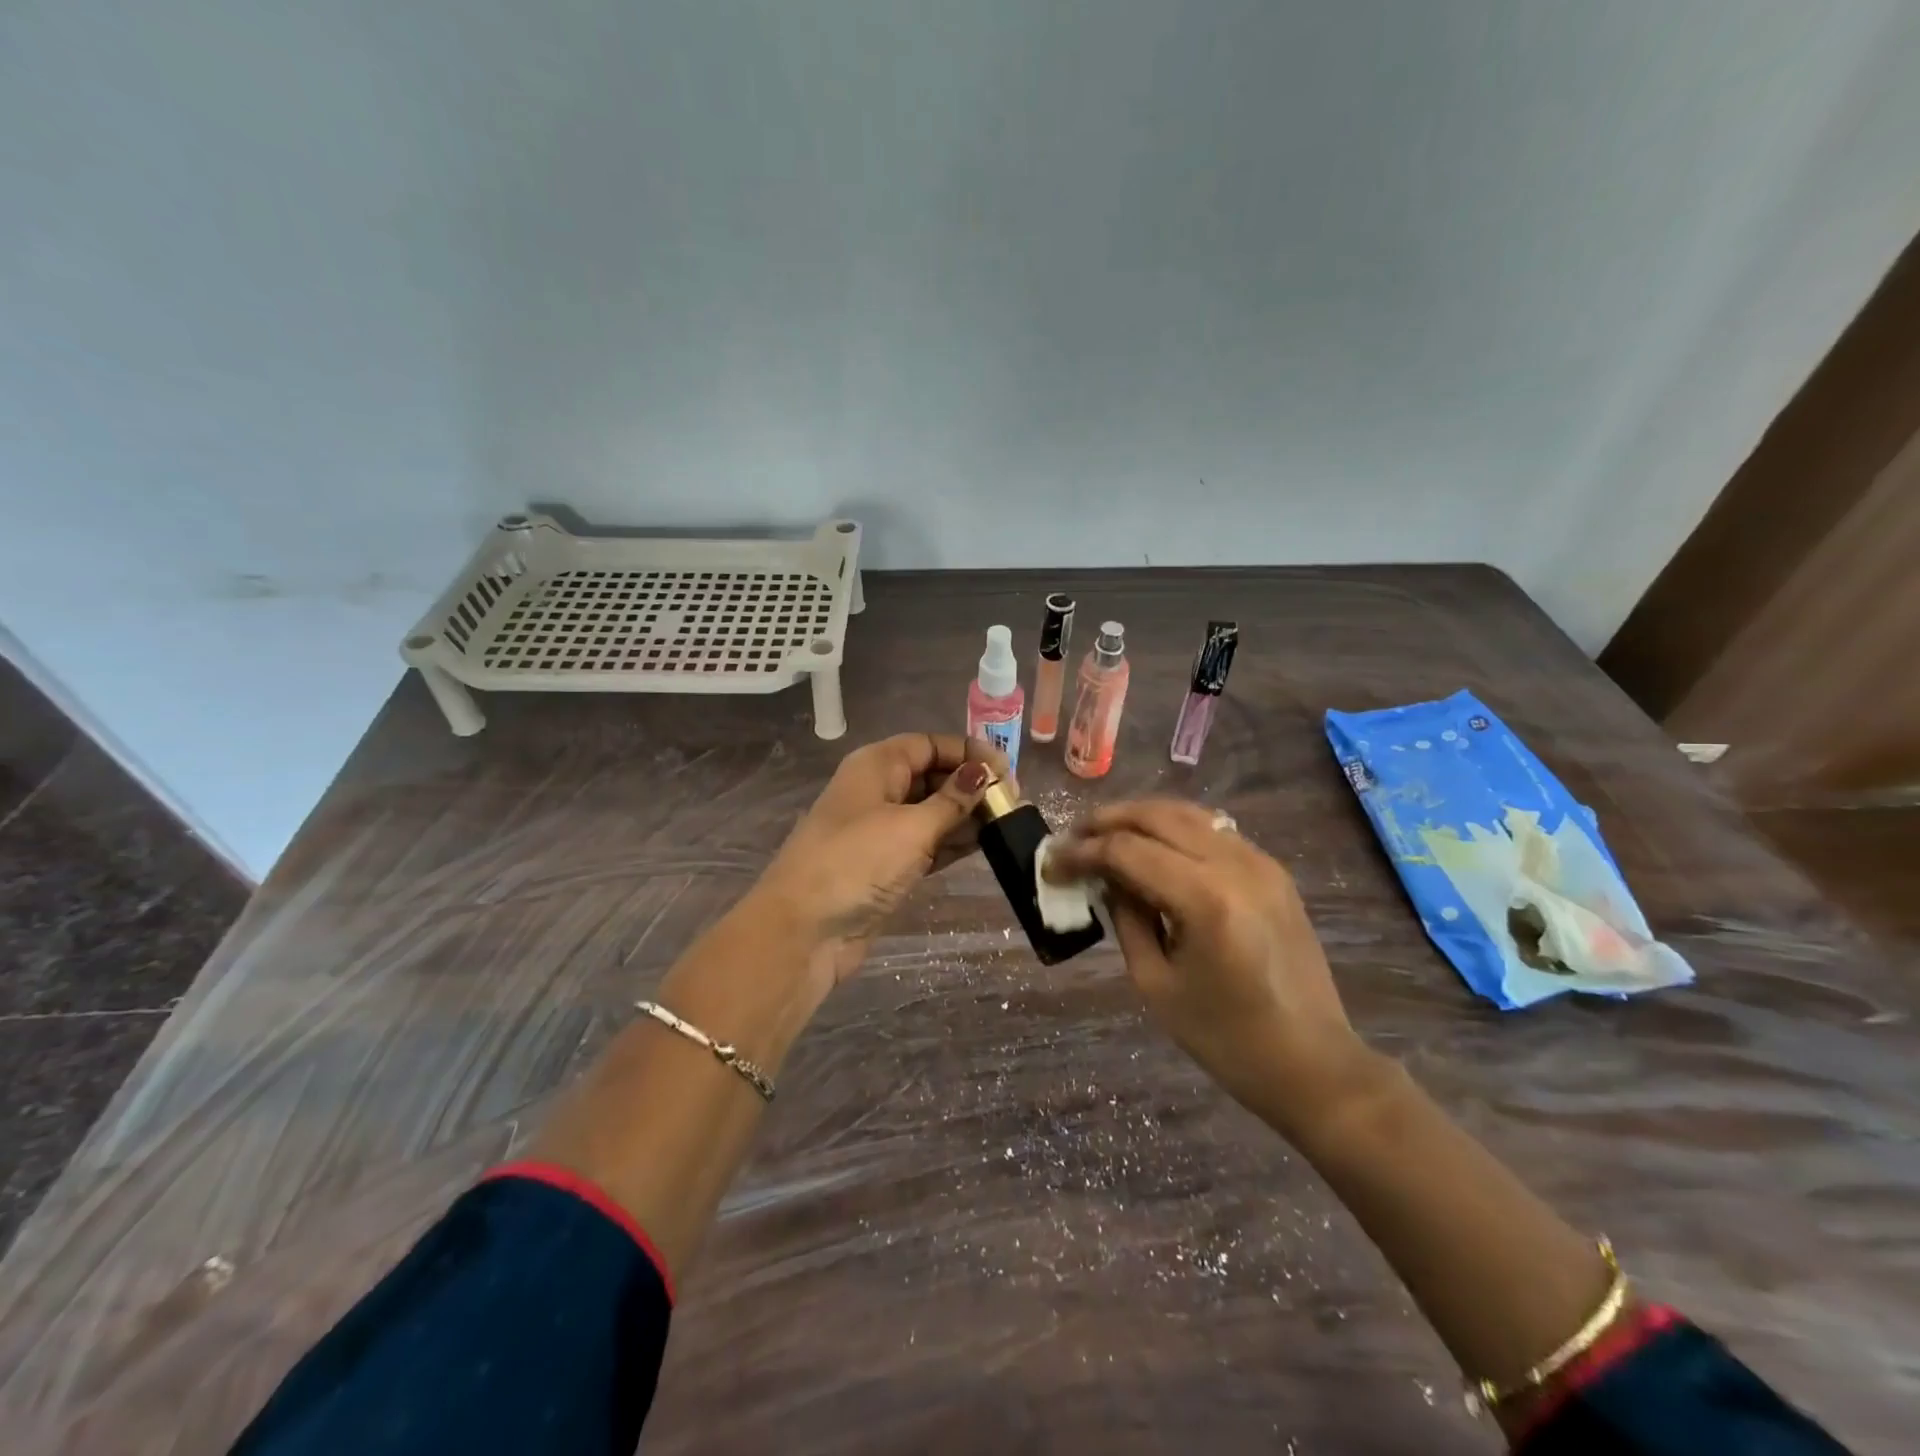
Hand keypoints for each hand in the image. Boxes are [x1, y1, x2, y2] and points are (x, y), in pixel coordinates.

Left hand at [758, 733, 1004, 982]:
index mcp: (876, 765)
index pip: (929, 744)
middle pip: (932, 775)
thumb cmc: (857, 864)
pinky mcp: (886, 864)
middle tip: (1012, 802)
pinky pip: (927, 842)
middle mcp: (878, 790)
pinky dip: (952, 841)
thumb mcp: (911, 827)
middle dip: (970, 785)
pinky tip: (985, 845)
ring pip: (932, 810)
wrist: (803, 931)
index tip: (1005, 772)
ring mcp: (881, 829)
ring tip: (1008, 823)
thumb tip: (983, 773)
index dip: (967, 753)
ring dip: (966, 815)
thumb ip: (952, 801)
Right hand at [1044, 799, 1373, 1136]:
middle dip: (1106, 821)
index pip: (1127, 851)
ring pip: (1186, 813)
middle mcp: (1235, 865)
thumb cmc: (1226, 1039)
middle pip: (1156, 816)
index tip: (1051, 863)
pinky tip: (1153, 849)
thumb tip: (1105, 878)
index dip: (1082, 852)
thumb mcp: (1156, 983)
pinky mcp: (1273, 871)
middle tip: (1073, 839)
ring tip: (1106, 836)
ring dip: (1140, 818)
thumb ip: (1126, 918)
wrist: (1313, 1063)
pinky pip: (1213, 831)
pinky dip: (1174, 830)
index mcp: (1205, 899)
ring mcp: (1260, 862)